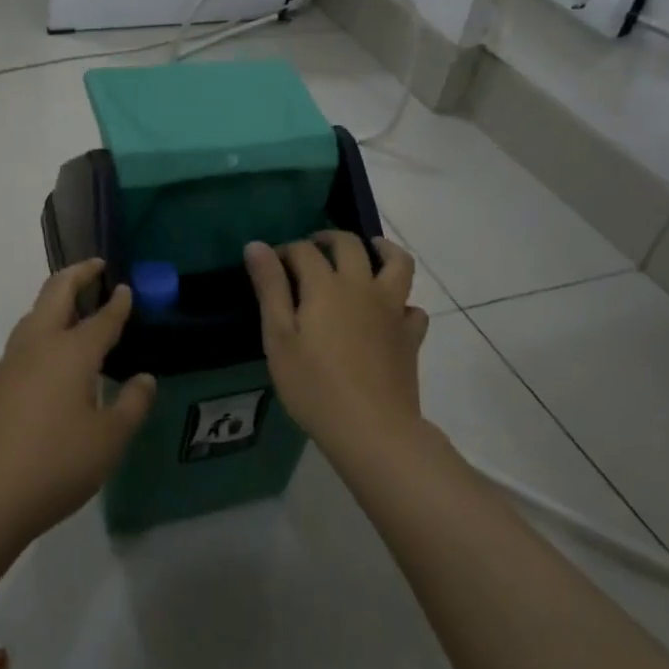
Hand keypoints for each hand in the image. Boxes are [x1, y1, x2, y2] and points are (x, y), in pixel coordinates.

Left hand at [0, 260, 155, 547]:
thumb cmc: (54, 466)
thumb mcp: (108, 441)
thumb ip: (132, 405)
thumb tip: (144, 379)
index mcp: (71, 352)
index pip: (102, 318)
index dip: (118, 302)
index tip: (127, 287)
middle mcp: (39, 346)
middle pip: (56, 292)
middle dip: (77, 274)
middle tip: (96, 266)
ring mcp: (10, 363)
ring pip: (34, 314)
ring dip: (56, 299)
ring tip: (76, 305)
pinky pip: (24, 340)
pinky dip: (43, 327)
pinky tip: (52, 355)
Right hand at [243, 233, 429, 465]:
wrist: (373, 429)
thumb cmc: (314, 386)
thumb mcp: (279, 337)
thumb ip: (269, 288)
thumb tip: (256, 245)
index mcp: (326, 285)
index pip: (304, 250)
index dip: (285, 251)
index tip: (271, 264)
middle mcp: (362, 286)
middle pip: (350, 245)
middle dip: (328, 239)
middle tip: (313, 248)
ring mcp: (392, 310)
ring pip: (397, 263)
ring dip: (382, 249)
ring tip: (369, 251)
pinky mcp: (411, 335)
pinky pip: (412, 307)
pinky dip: (402, 302)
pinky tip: (390, 312)